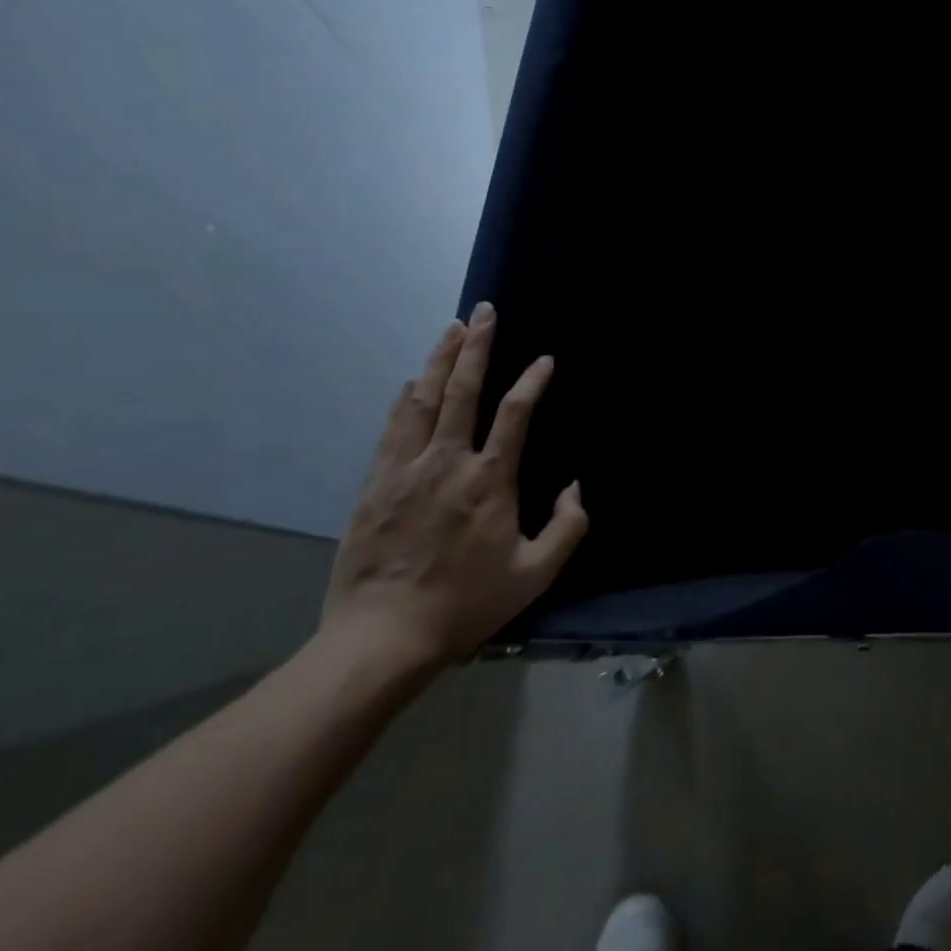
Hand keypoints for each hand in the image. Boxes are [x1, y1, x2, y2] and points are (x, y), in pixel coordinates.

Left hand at [321, 302, 587, 669]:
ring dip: (439, 361)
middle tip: (484, 311)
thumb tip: (576, 486)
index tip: (545, 360)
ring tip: (451, 329)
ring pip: (423, 400)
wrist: (382, 639)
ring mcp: (406, 470)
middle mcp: (448, 462)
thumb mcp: (535, 574)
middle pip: (463, 390)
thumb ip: (568, 527)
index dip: (533, 380)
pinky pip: (392, 429)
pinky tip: (412, 382)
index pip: (515, 413)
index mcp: (490, 480)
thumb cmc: (466, 604)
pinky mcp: (375, 486)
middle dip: (476, 346)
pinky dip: (405, 400)